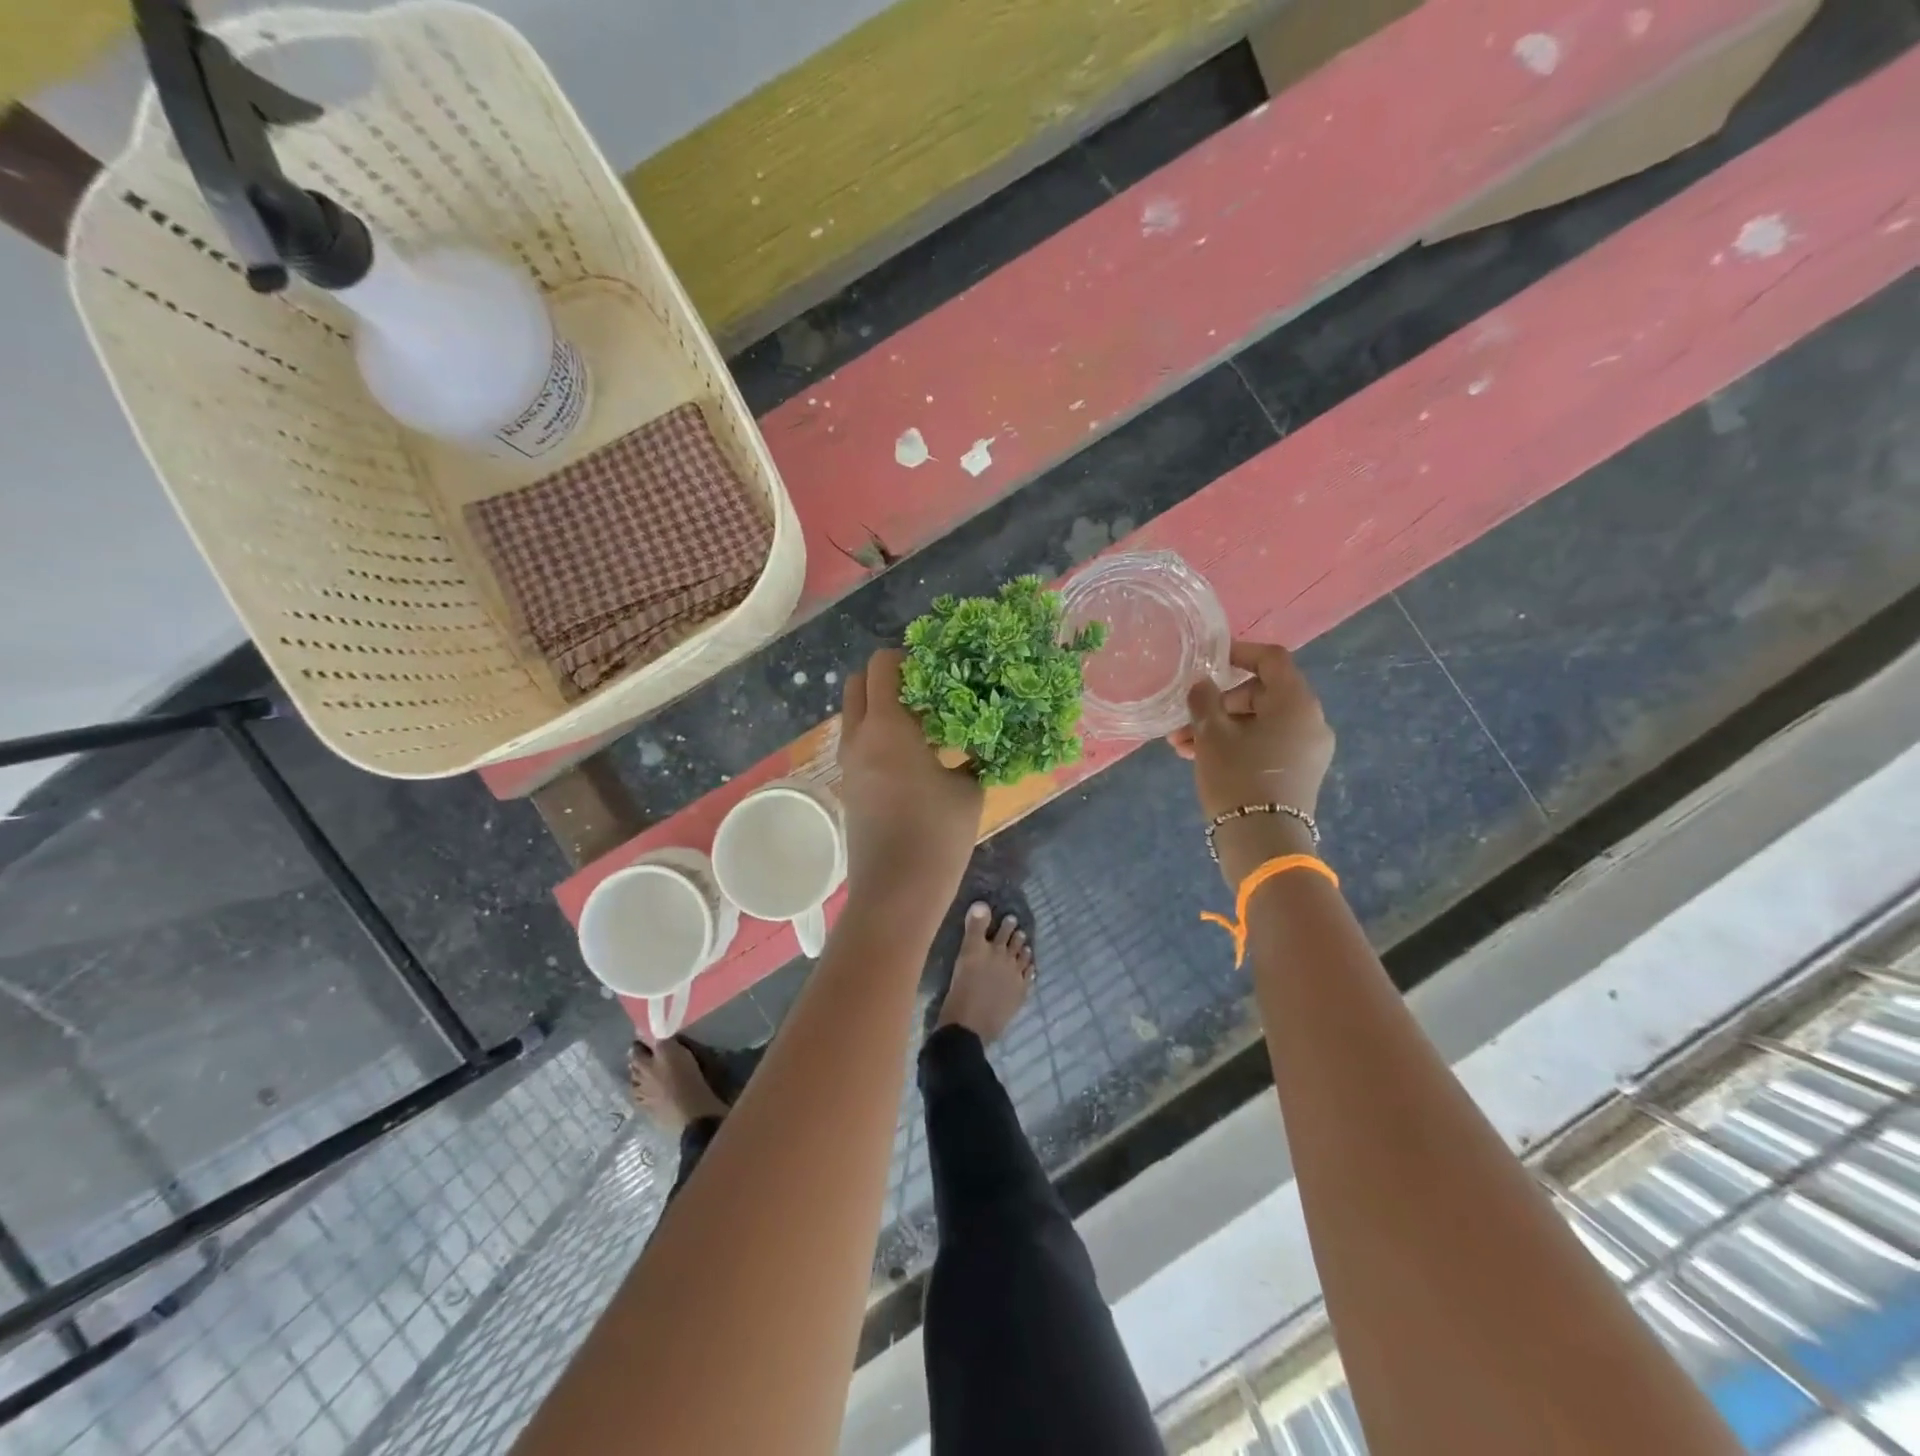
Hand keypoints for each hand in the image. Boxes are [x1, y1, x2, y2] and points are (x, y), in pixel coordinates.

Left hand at [837, 649, 984, 911]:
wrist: (896, 892)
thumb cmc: (937, 834)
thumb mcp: (969, 788)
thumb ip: (972, 754)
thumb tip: (980, 740)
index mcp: (886, 726)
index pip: (881, 665)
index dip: (907, 657)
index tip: (937, 668)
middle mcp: (858, 737)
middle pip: (858, 683)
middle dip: (888, 678)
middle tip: (926, 692)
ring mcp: (848, 764)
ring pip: (856, 715)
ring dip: (882, 708)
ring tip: (924, 725)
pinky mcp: (849, 787)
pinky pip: (859, 743)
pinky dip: (878, 735)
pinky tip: (914, 758)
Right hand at [1169, 642, 1334, 878]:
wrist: (1263, 841)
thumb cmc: (1237, 777)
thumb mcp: (1212, 735)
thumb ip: (1204, 700)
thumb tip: (1202, 684)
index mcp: (1296, 702)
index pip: (1271, 659)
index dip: (1240, 652)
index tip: (1210, 658)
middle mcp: (1311, 720)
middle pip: (1262, 694)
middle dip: (1219, 704)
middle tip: (1185, 720)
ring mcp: (1308, 749)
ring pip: (1259, 723)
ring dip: (1221, 728)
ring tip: (1182, 746)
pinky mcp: (1300, 772)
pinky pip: (1267, 744)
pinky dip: (1238, 744)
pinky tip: (1202, 758)